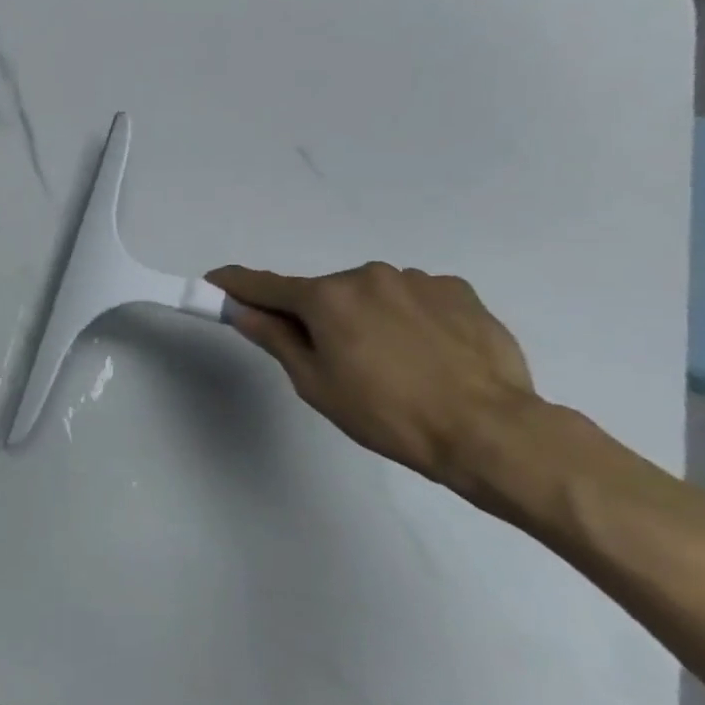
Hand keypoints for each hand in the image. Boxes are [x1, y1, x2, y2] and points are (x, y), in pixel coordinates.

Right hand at [206, 262, 538, 489]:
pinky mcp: (459, 291)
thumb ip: (276, 339)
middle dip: (317, 317)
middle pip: (324, 293)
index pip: (266, 286)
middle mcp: (367, 275)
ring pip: (372, 295)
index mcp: (327, 297)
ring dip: (366, 318)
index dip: (236, 285)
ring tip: (392, 364)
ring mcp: (417, 279)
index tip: (215, 281)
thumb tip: (244, 312)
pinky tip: (426, 355)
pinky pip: (414, 299)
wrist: (489, 430)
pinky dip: (406, 319)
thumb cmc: (387, 414)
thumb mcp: (316, 384)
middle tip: (332, 361)